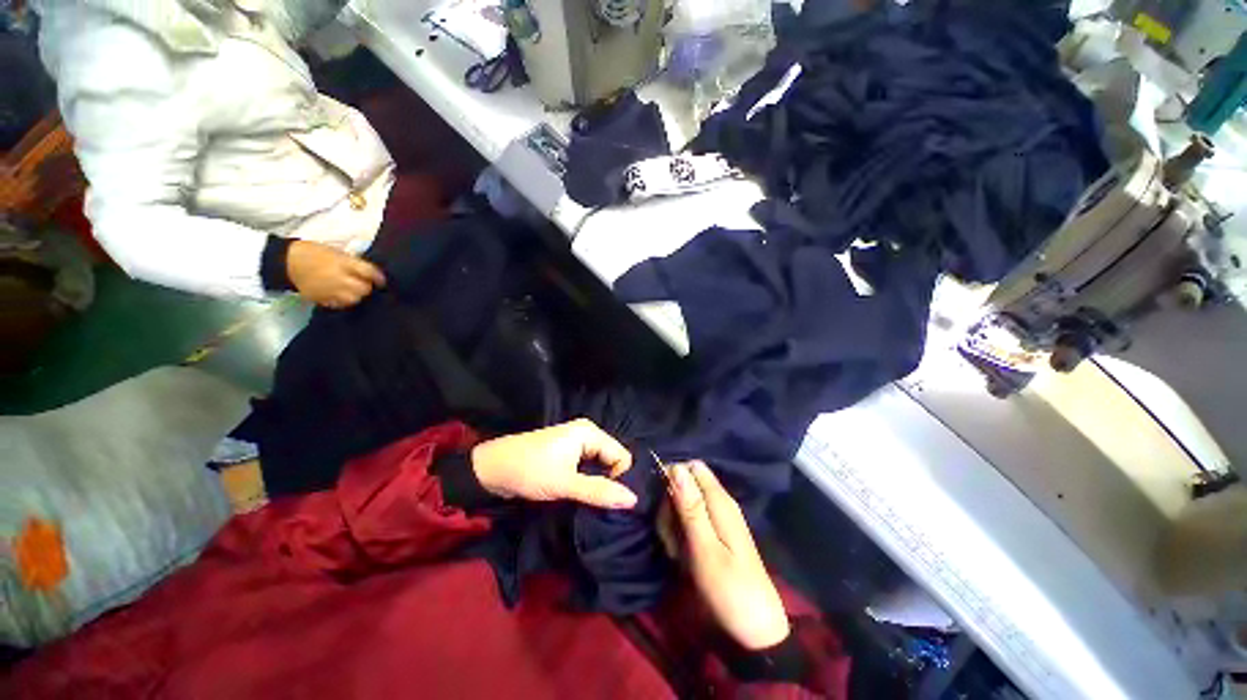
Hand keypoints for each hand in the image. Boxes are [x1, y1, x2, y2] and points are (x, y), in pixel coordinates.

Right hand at [286, 240, 384, 308]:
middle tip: (365, 284)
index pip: (368, 272)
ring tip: (353, 290)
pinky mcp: (321, 299)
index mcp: (342, 263)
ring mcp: (329, 290)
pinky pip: (340, 304)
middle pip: (363, 289)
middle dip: (366, 287)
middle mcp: (338, 278)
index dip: (378, 277)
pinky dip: (344, 301)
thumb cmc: (313, 253)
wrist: (285, 262)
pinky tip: (342, 296)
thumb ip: (353, 263)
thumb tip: (370, 272)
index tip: (381, 280)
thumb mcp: (336, 252)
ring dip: (357, 295)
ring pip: (354, 299)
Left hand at [470, 419, 636, 508]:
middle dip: (610, 481)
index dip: (620, 479)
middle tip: (603, 506)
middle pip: (612, 459)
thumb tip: (634, 500)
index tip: (610, 502)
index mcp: (589, 432)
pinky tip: (584, 496)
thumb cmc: (529, 471)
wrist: (490, 470)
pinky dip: (588, 481)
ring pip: (600, 465)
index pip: (621, 456)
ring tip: (593, 503)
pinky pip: (587, 467)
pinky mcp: (567, 454)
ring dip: (598, 483)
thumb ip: (599, 491)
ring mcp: (576, 443)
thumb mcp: (565, 484)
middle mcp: (586, 434)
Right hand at [668, 461, 789, 649]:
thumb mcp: (705, 549)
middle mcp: (720, 503)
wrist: (754, 629)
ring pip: (683, 504)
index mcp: (720, 501)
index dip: (673, 478)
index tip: (662, 503)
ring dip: (672, 524)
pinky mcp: (713, 533)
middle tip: (671, 537)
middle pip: (685, 485)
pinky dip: (679, 535)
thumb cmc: (729, 590)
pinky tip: (681, 556)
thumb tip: (676, 467)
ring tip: (677, 552)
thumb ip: (690, 507)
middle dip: (670, 506)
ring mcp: (717, 518)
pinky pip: (688, 522)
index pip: (692, 467)